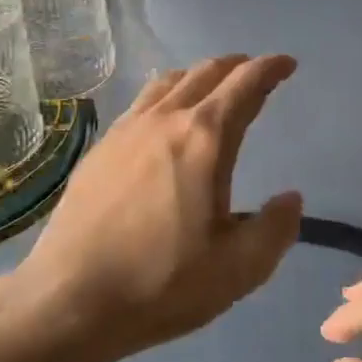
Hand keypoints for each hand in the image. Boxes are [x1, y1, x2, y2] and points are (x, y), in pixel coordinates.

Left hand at [14, 54, 302, 361]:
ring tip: (212, 88)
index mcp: (205, 139)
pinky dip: (167, 94)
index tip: (287, 64)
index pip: (245, 85)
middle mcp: (165, 119)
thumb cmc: (161, 283)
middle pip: (206, 73)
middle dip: (237, 66)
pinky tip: (164, 117)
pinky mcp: (101, 146)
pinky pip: (142, 101)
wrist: (70, 297)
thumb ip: (275, 229)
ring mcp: (127, 129)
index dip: (270, 69)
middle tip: (256, 73)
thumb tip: (291, 198)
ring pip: (170, 81)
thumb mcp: (237, 269)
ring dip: (200, 76)